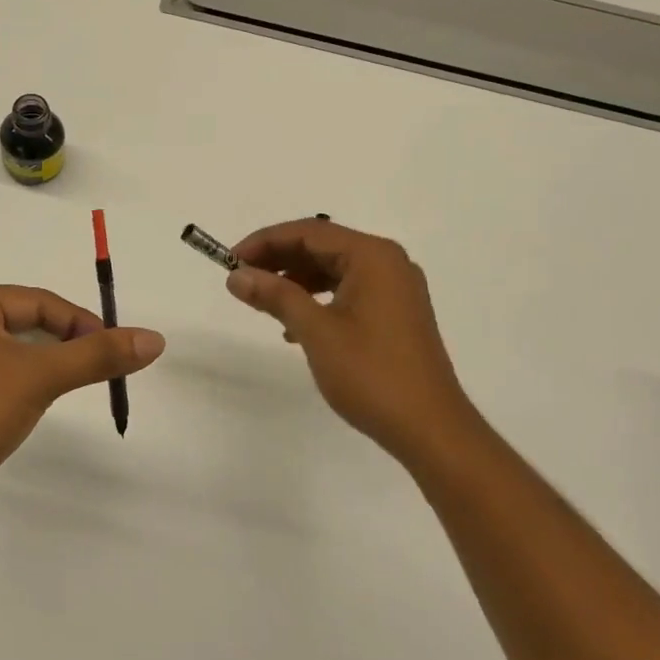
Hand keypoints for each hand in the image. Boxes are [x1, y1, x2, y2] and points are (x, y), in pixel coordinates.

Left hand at [0, 284, 164, 521]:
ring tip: (66, 391)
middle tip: (97, 371)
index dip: (82, 323)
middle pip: (25, 324)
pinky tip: (28, 410)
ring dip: (43, 368)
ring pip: (11, 354)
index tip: (115, 350)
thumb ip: (98, 355)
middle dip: (64, 346)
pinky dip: (20, 388)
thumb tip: (154, 338)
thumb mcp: (41, 376)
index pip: (39, 302)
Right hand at [227, 220, 476, 464]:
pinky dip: (318, 300)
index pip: (309, 232)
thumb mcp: (316, 331)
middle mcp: (388, 263)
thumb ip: (276, 296)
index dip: (265, 242)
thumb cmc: (371, 374)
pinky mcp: (396, 314)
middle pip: (322, 247)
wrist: (429, 428)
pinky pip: (348, 291)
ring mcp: (396, 289)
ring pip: (334, 270)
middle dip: (279, 260)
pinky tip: (294, 326)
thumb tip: (237, 275)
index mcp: (373, 257)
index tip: (229, 260)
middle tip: (240, 279)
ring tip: (262, 302)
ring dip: (296, 281)